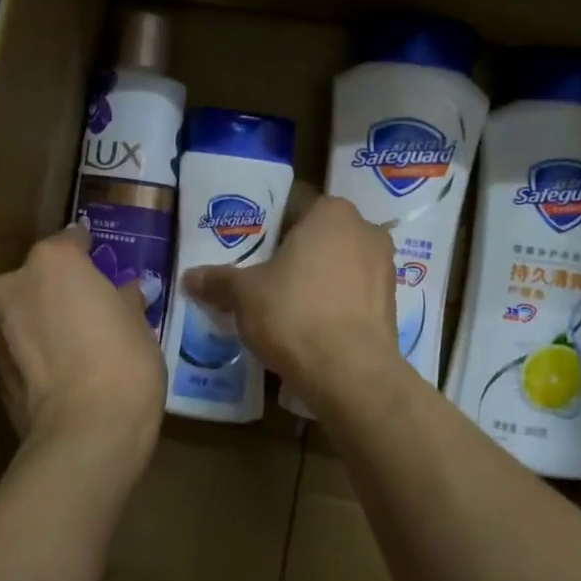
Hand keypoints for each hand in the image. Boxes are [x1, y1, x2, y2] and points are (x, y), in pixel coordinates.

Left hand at [0, 227, 165, 474]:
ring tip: (77, 343)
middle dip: (61, 288)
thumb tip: (126, 292)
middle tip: (91, 309)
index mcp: (53, 261)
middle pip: (40, 276)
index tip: (103, 264)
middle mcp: (14, 283)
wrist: (86, 432)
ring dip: (45, 319)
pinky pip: (20, 345)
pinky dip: (36, 349)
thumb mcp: (138, 323)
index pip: (71, 240)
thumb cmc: (123, 361)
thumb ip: (125, 299)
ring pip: (25, 311)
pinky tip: (62, 369)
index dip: (89, 251)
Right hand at [182, 196, 404, 410]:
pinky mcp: (391, 304)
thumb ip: (219, 280)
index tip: (251, 254)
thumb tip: (189, 277)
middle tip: (264, 280)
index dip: (268, 231)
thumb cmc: (294, 313)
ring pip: (338, 266)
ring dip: (315, 281)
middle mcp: (365, 230)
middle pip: (319, 237)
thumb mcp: (245, 294)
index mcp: (332, 212)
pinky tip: (311, 327)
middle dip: (294, 256)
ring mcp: (385, 268)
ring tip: (286, 307)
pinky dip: (334, 305)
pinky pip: (353, 295)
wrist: (350, 372)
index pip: (293, 208)